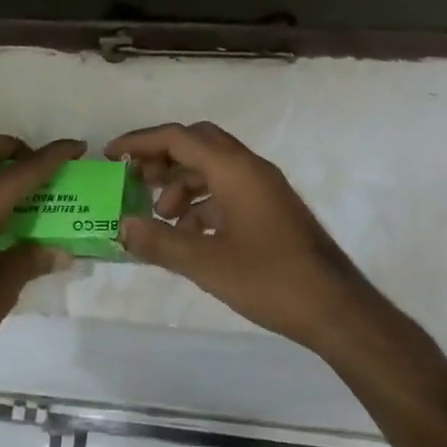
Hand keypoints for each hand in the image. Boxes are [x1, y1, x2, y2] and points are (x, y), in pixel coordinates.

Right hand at [105, 121, 375, 351]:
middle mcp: (250, 168)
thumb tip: (122, 226)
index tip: (111, 156)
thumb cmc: (270, 279)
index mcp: (235, 169)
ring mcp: (264, 188)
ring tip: (159, 217)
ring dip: (181, 183)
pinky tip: (188, 234)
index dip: (140, 143)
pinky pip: (227, 190)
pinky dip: (201, 202)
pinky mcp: (271, 209)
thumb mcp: (206, 263)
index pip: (178, 138)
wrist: (335, 308)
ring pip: (212, 168)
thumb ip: (159, 242)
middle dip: (161, 158)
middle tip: (134, 181)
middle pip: (197, 144)